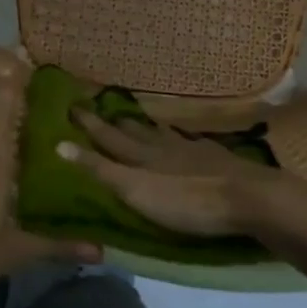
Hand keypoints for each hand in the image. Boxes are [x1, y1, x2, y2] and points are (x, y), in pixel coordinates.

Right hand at [57, 109, 306, 238]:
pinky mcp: (213, 157)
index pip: (106, 137)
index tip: (71, 105)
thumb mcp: (135, 191)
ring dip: (141, 126)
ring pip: (158, 132)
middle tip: (97, 108)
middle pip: (132, 131)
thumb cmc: (186, 201)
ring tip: (130, 118)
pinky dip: (173, 136)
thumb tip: (59, 145)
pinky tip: (179, 137)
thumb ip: (101, 170)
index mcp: (140, 156)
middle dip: (112, 121)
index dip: (88, 124)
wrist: (247, 197)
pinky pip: (185, 140)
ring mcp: (190, 149)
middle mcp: (161, 146)